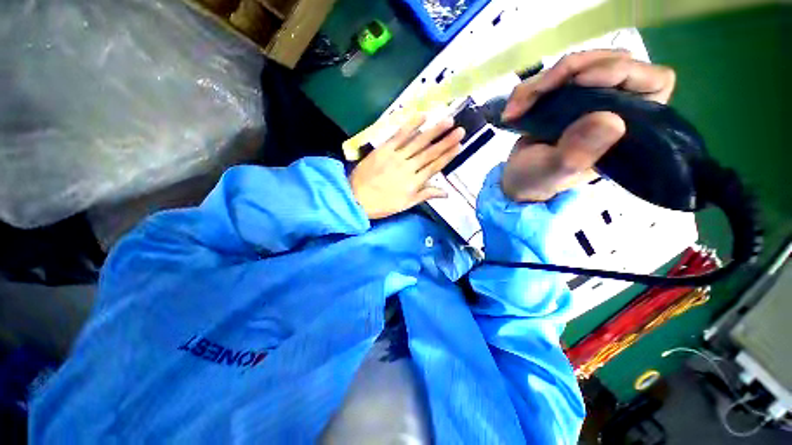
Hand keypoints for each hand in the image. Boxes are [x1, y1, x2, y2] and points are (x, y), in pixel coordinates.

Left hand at [350, 115, 464, 218]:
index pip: (434, 167)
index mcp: (414, 183)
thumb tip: (446, 193)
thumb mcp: (405, 204)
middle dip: (446, 141)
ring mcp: (395, 157)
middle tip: (461, 130)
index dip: (448, 156)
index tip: (459, 146)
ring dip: (434, 131)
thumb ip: (425, 195)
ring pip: (418, 142)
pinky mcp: (383, 149)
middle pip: (430, 153)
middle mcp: (408, 168)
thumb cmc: (382, 205)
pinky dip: (410, 126)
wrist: (356, 198)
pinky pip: (399, 136)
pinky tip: (421, 117)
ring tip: (448, 121)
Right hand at [500, 50, 675, 201]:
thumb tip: (611, 120)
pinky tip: (512, 108)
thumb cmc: (538, 180)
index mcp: (628, 128)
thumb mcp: (556, 172)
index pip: (654, 82)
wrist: (518, 179)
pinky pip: (553, 76)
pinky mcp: (566, 96)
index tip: (582, 81)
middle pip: (612, 61)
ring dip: (542, 81)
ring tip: (516, 107)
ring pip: (579, 64)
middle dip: (571, 70)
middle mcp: (615, 106)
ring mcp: (590, 98)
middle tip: (537, 92)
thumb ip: (578, 153)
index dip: (623, 71)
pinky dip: (529, 87)